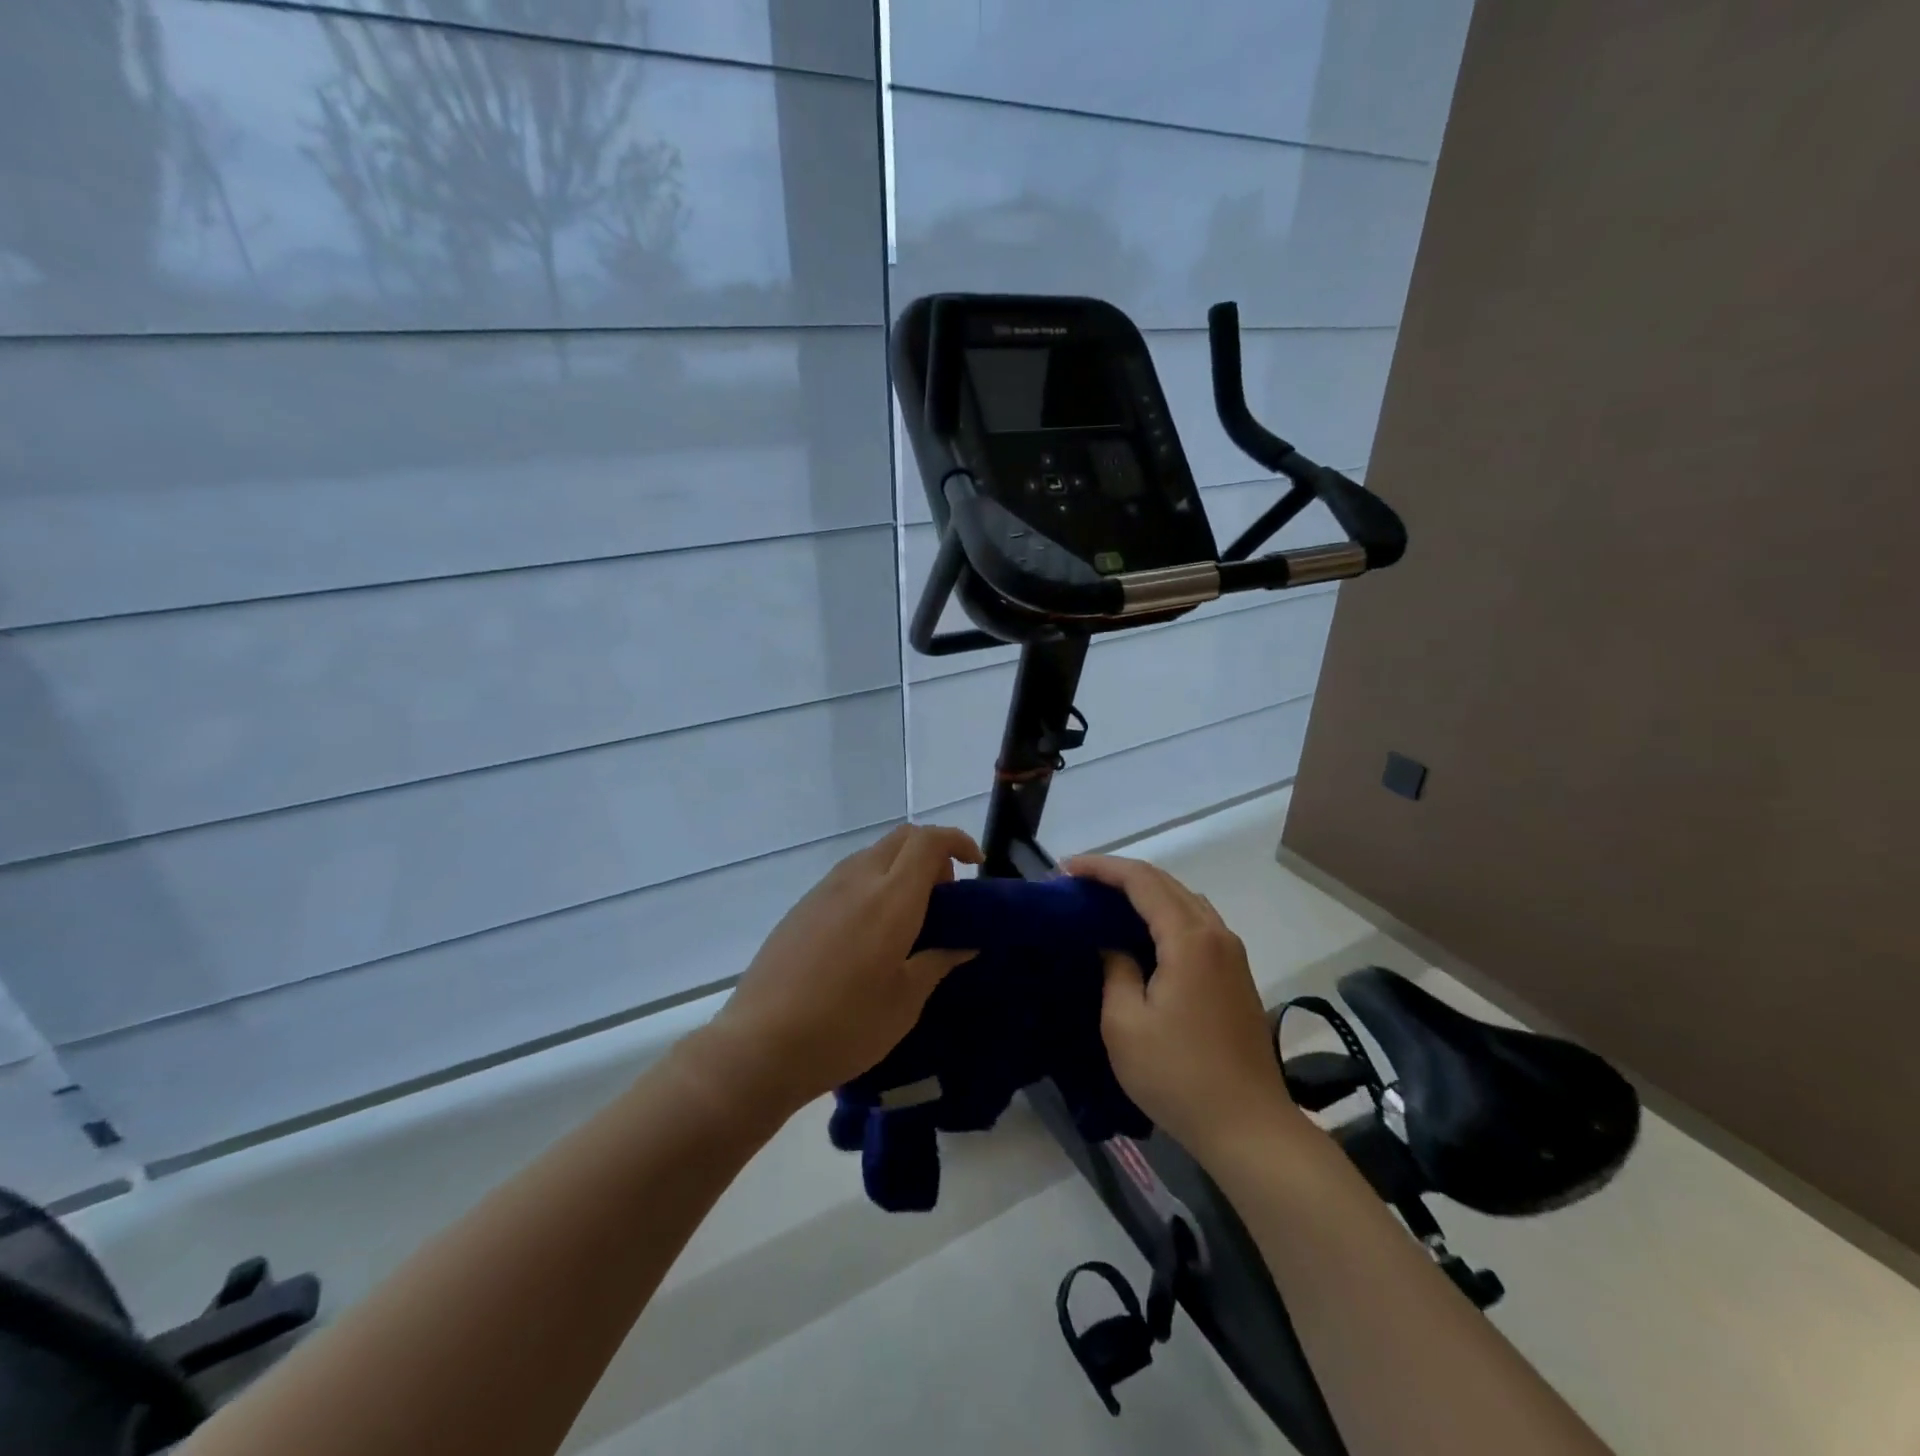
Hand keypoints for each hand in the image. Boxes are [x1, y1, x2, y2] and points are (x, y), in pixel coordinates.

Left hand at [702, 825, 981, 1115]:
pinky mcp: (802, 906)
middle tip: (943, 899)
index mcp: (891, 898)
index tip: (974, 866)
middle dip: (931, 854)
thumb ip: (938, 961)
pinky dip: (873, 884)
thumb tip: (965, 943)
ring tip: (908, 920)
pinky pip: (848, 876)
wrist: (760, 1045)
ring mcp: (824, 890)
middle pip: (902, 838)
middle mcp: (857, 880)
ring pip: (873, 855)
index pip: (930, 841)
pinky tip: (869, 933)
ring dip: (900, 869)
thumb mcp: (905, 1001)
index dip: (958, 841)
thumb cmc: (845, 1026)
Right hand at [1064, 855, 1297, 1156]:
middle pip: (1166, 883)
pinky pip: (1196, 923)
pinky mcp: (1237, 974)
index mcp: (1189, 938)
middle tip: (1079, 883)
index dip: (1101, 868)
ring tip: (1106, 902)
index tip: (1065, 870)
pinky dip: (1164, 914)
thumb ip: (1114, 969)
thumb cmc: (1178, 1075)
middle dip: (1120, 875)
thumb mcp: (1125, 1023)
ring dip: (1145, 893)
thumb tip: (1113, 945)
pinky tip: (1142, 933)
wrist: (1248, 1126)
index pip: (1141, 880)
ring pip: (1184, 900)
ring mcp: (1232, 953)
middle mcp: (1216, 934)